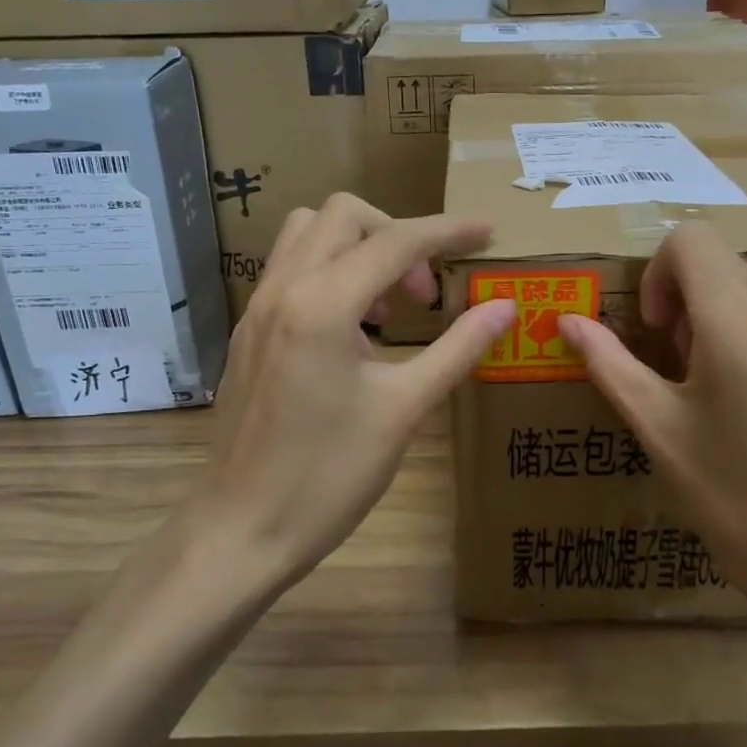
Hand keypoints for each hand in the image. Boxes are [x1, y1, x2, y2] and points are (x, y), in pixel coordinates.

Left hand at [181, 195, 514, 594]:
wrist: (241, 531)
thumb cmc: (328, 477)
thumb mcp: (404, 411)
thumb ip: (457, 349)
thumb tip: (505, 308)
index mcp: (322, 306)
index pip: (396, 241)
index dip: (449, 231)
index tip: (487, 232)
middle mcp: (282, 290)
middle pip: (344, 215)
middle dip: (397, 236)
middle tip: (425, 294)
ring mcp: (256, 308)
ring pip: (308, 233)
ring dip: (357, 248)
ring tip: (388, 307)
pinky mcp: (247, 331)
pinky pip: (290, 269)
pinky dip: (330, 272)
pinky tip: (353, 333)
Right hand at [557, 224, 746, 660]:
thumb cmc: (737, 505)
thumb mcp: (661, 433)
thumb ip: (611, 364)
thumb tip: (567, 321)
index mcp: (739, 325)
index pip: (691, 239)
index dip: (663, 274)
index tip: (664, 328)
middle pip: (739, 262)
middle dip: (708, 298)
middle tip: (702, 363)